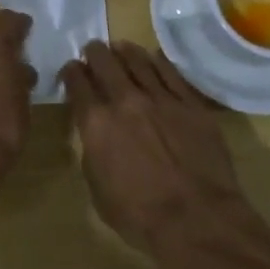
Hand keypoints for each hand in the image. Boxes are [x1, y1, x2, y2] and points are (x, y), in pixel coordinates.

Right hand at [60, 41, 259, 259]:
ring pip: (138, 60)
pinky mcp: (190, 103)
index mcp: (96, 123)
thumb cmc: (140, 217)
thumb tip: (97, 135)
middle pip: (105, 62)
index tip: (71, 70)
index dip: (71, 72)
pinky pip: (170, 72)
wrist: (198, 220)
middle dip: (94, 53)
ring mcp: (161, 98)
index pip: (77, 83)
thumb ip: (94, 152)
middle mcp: (125, 101)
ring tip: (120, 48)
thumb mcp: (98, 190)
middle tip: (93, 51)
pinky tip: (153, 57)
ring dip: (124, 51)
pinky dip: (157, 61)